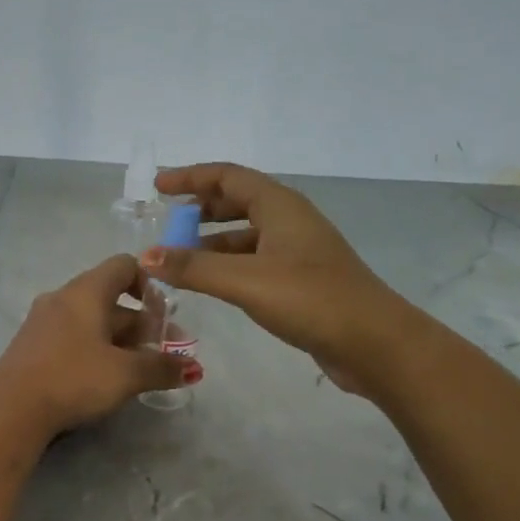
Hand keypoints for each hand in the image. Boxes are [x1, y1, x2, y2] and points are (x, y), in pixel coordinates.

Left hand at [0, 254, 192, 434]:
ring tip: (141, 369)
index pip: (124, 265)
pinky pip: (73, 336)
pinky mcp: (33, 345)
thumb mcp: (126, 374)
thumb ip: (162, 368)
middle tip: (166, 351)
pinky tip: (106, 377)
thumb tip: (194, 368)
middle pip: (111, 297)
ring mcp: (44, 321)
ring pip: (92, 320)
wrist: (10, 409)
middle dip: (142, 323)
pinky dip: (96, 348)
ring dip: (121, 339)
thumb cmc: (74, 378)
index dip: (150, 283)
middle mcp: (63, 297)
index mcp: (86, 291)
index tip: (165, 314)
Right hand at [144, 162, 390, 391]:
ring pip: (245, 234)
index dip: (191, 177)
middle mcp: (289, 221)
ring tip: (178, 258)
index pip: (228, 177)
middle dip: (200, 209)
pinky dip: (227, 265)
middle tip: (167, 223)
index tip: (158, 187)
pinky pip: (254, 260)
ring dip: (211, 241)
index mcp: (280, 206)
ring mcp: (297, 252)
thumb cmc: (311, 299)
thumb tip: (146, 256)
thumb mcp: (246, 280)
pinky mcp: (301, 281)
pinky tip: (211, 284)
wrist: (374, 343)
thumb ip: (194, 268)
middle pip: (238, 201)